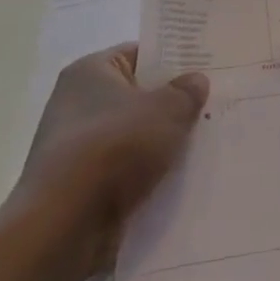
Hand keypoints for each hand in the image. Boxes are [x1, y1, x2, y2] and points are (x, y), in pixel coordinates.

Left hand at [12, 43, 207, 276]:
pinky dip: (150, 171)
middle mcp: (77, 104)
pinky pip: (127, 169)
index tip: (208, 67)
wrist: (64, 227)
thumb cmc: (114, 149)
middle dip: (174, 102)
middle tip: (215, 102)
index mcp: (90, 72)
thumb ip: (186, 91)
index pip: (140, 53)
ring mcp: (78, 147)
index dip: (174, 58)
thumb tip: (195, 81)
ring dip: (165, 141)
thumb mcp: (166, 110)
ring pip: (136, 135)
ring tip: (208, 139)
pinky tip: (184, 175)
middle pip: (139, 95)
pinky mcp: (82, 185)